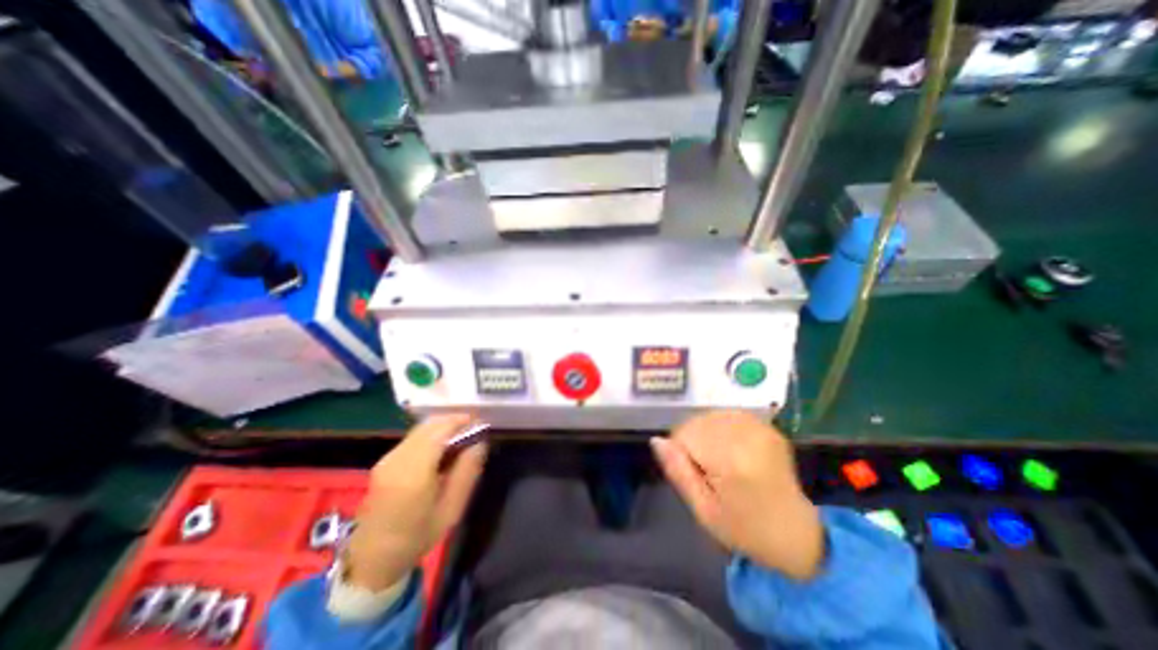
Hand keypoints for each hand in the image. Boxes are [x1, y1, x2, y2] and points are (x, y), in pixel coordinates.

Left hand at [344, 414, 485, 591]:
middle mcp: (398, 458)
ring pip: (421, 429)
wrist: (372, 559)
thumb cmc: (418, 536)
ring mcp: (388, 458)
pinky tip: (442, 449)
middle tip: (474, 430)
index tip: (481, 423)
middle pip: (430, 425)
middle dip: (454, 421)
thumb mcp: (451, 509)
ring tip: (461, 438)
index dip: (462, 421)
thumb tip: (479, 442)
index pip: (441, 430)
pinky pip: (413, 437)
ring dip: (443, 427)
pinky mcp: (384, 461)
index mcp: (414, 472)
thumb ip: (467, 471)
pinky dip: (431, 435)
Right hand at [650, 411, 822, 577]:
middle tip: (711, 472)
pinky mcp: (767, 426)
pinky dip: (723, 429)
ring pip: (710, 416)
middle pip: (697, 422)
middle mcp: (746, 436)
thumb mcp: (702, 509)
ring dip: (708, 434)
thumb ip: (678, 471)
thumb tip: (656, 440)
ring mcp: (760, 428)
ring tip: (722, 461)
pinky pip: (728, 416)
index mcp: (730, 460)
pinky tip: (734, 450)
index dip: (681, 453)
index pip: (684, 434)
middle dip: (695, 442)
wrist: (794, 534)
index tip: (697, 475)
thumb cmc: (744, 529)